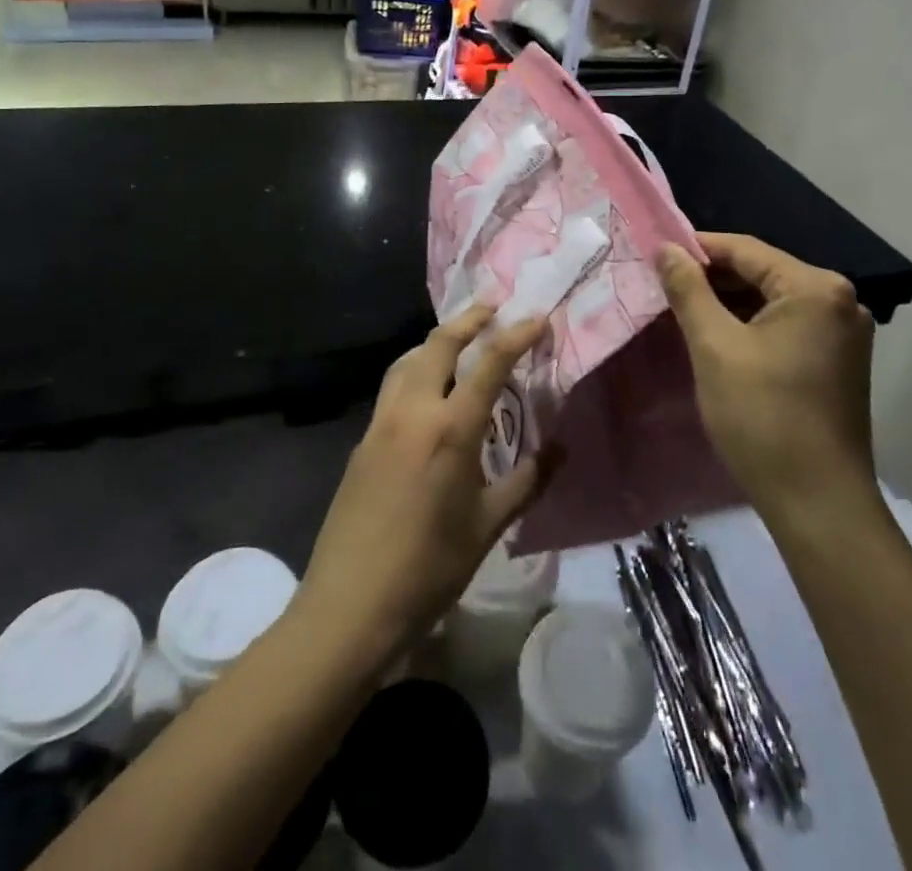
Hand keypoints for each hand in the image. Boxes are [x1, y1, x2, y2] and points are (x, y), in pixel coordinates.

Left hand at [295, 305, 550, 666]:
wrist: (350, 605)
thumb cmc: (430, 568)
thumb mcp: (488, 526)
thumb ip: (527, 482)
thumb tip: (560, 451)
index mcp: (450, 428)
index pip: (489, 363)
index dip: (516, 335)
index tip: (537, 318)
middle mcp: (412, 411)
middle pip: (439, 344)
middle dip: (468, 319)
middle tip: (492, 307)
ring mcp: (381, 422)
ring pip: (407, 360)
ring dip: (435, 341)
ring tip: (458, 341)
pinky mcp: (362, 440)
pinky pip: (392, 388)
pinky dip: (414, 370)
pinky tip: (426, 392)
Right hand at [658, 233, 876, 516]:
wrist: (818, 504)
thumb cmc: (762, 417)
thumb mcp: (714, 347)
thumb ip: (688, 290)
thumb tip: (665, 248)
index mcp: (816, 288)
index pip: (745, 249)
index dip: (697, 249)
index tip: (655, 254)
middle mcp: (839, 301)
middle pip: (762, 273)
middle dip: (711, 278)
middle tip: (663, 286)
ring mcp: (843, 333)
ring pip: (772, 301)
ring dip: (728, 303)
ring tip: (682, 309)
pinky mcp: (838, 361)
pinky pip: (785, 325)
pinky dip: (750, 326)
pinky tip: (717, 336)